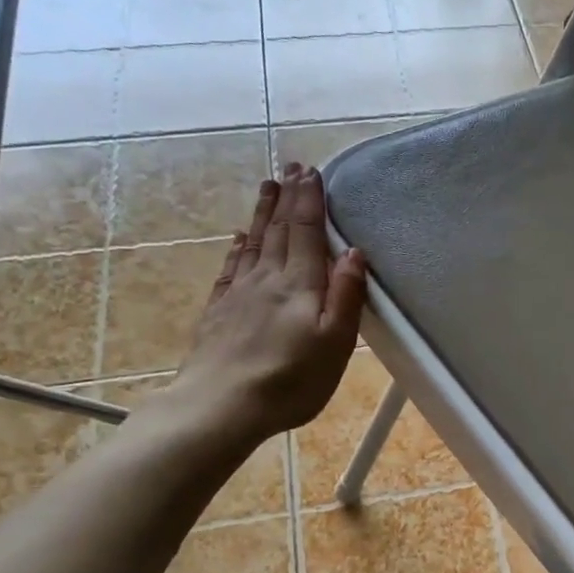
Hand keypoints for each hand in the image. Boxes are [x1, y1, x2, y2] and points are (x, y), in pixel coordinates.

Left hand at [149, 163, 365, 459]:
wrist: (221, 405)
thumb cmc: (290, 381)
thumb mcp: (334, 343)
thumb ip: (346, 296)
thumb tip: (354, 252)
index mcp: (299, 285)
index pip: (305, 232)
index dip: (310, 200)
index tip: (312, 171)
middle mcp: (267, 279)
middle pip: (277, 230)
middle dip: (287, 197)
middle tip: (290, 166)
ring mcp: (238, 294)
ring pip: (253, 243)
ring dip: (262, 213)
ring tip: (267, 186)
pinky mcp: (219, 312)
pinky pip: (231, 268)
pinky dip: (237, 248)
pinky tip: (237, 240)